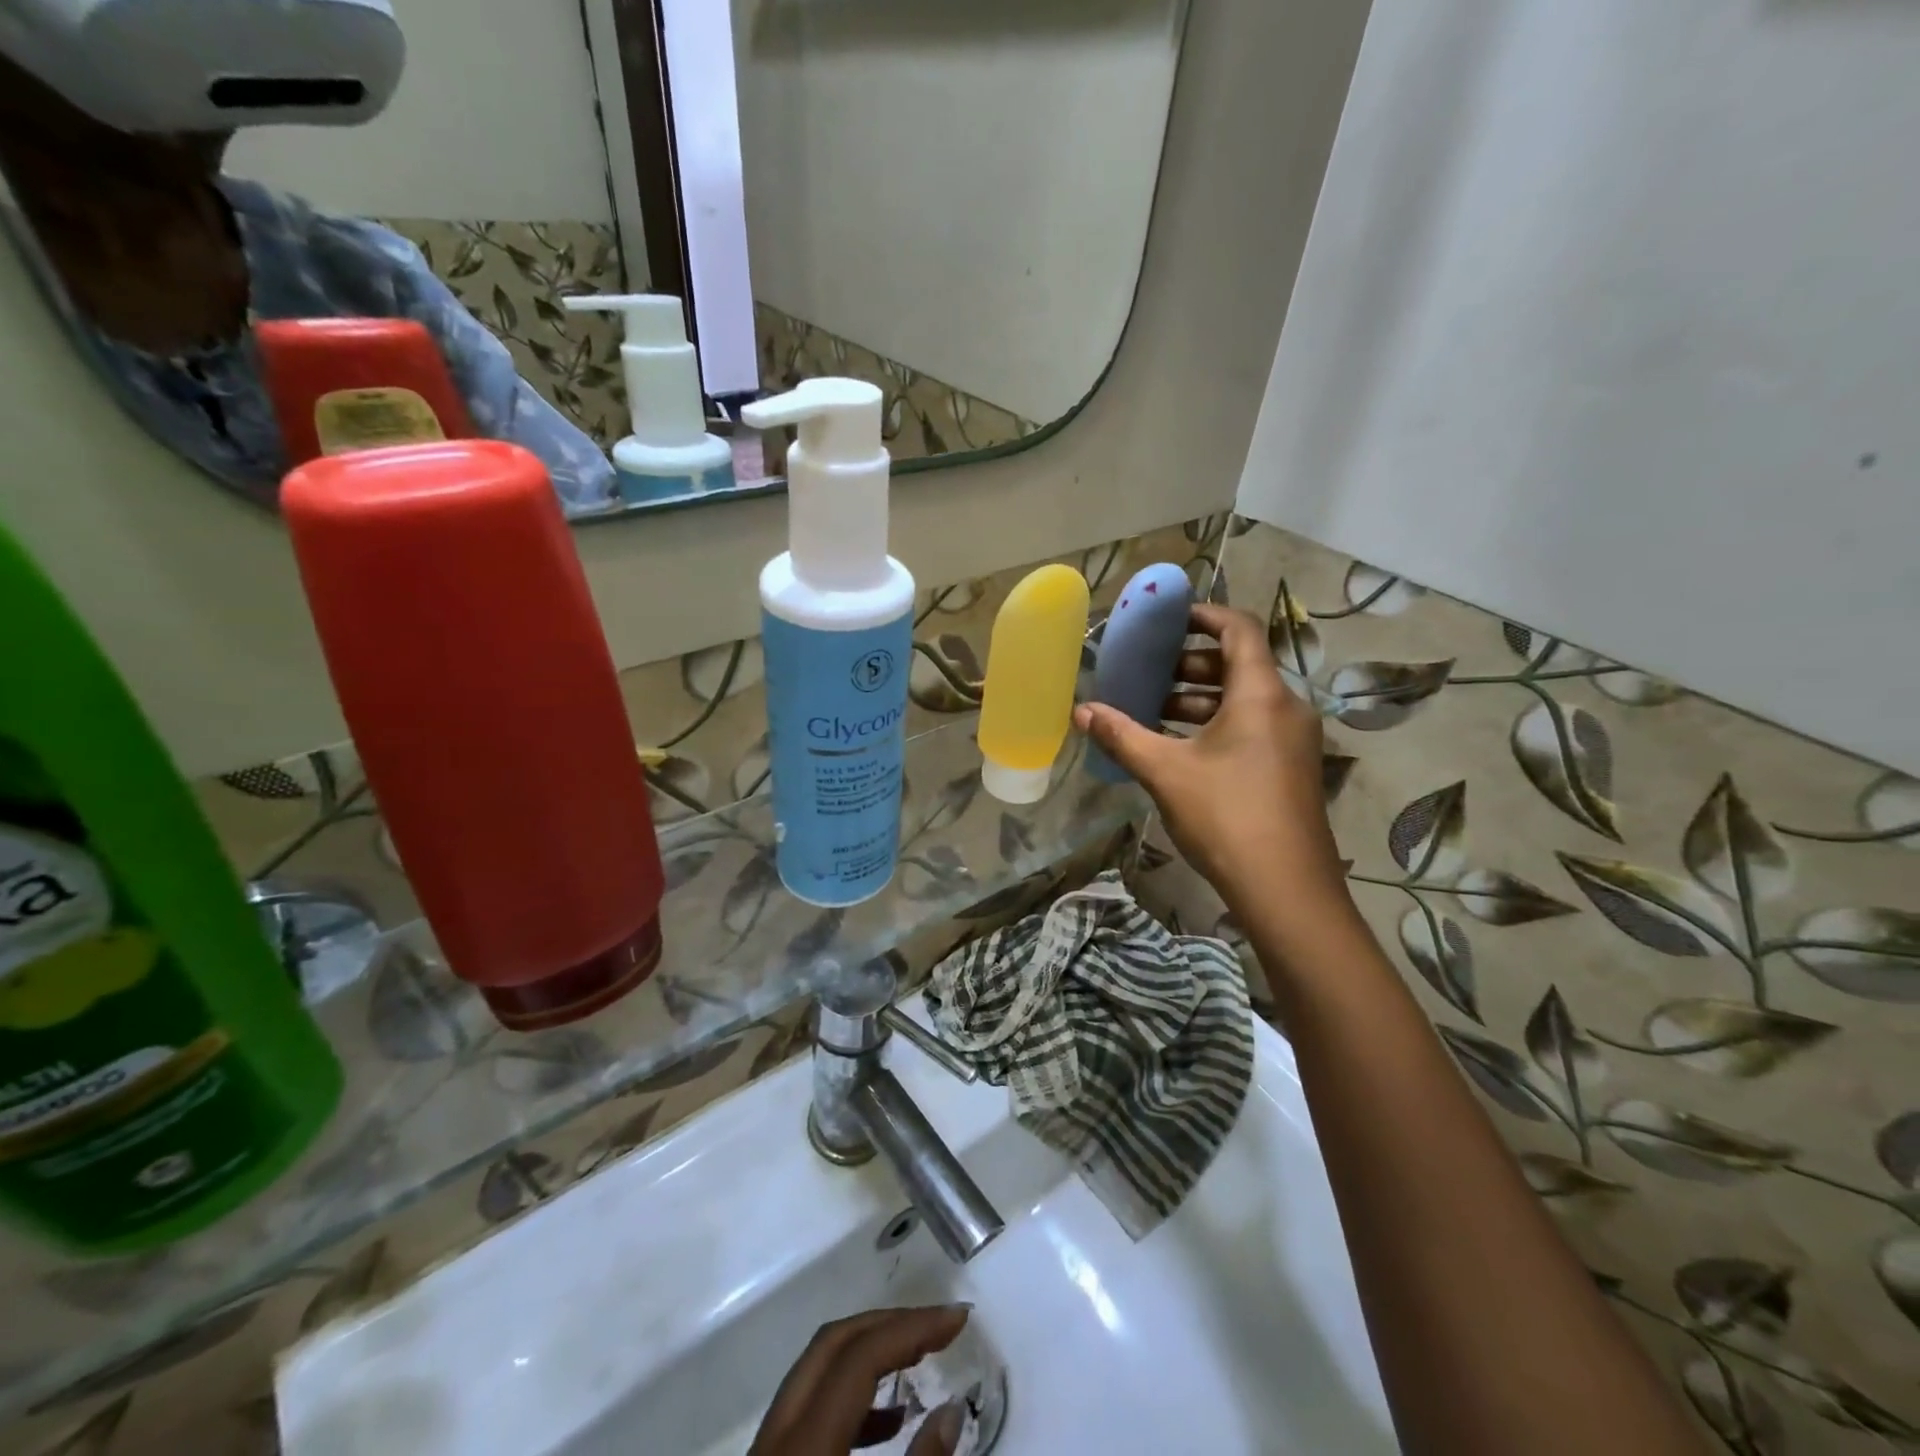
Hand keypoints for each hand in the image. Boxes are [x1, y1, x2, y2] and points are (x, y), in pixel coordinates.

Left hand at [749, 1305, 970, 1455]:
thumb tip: (952, 1409)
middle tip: (938, 1325)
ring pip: (818, 1369)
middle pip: (834, 1342)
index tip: (960, 1316)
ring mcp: (766, 1446)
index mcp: (803, 1439)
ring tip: (920, 1358)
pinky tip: (889, 1419)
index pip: (862, 1355)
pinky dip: (851, 1395)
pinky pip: (810, 1405)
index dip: (913, 1327)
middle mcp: (778, 1429)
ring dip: (870, 1353)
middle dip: (889, 1324)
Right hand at [1075, 603, 1351, 938]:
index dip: (1203, 615)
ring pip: (1244, 700)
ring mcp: (1293, 740)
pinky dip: (1216, 725)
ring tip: (1153, 711)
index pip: (1238, 629)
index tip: (1167, 619)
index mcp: (1261, 694)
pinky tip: (1179, 749)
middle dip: (1190, 664)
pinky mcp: (1291, 768)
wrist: (1286, 889)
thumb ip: (1122, 736)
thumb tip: (1080, 711)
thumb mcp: (1165, 772)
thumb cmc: (1226, 816)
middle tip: (1148, 673)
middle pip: (1239, 665)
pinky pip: (1252, 727)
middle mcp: (1286, 707)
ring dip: (1199, 699)